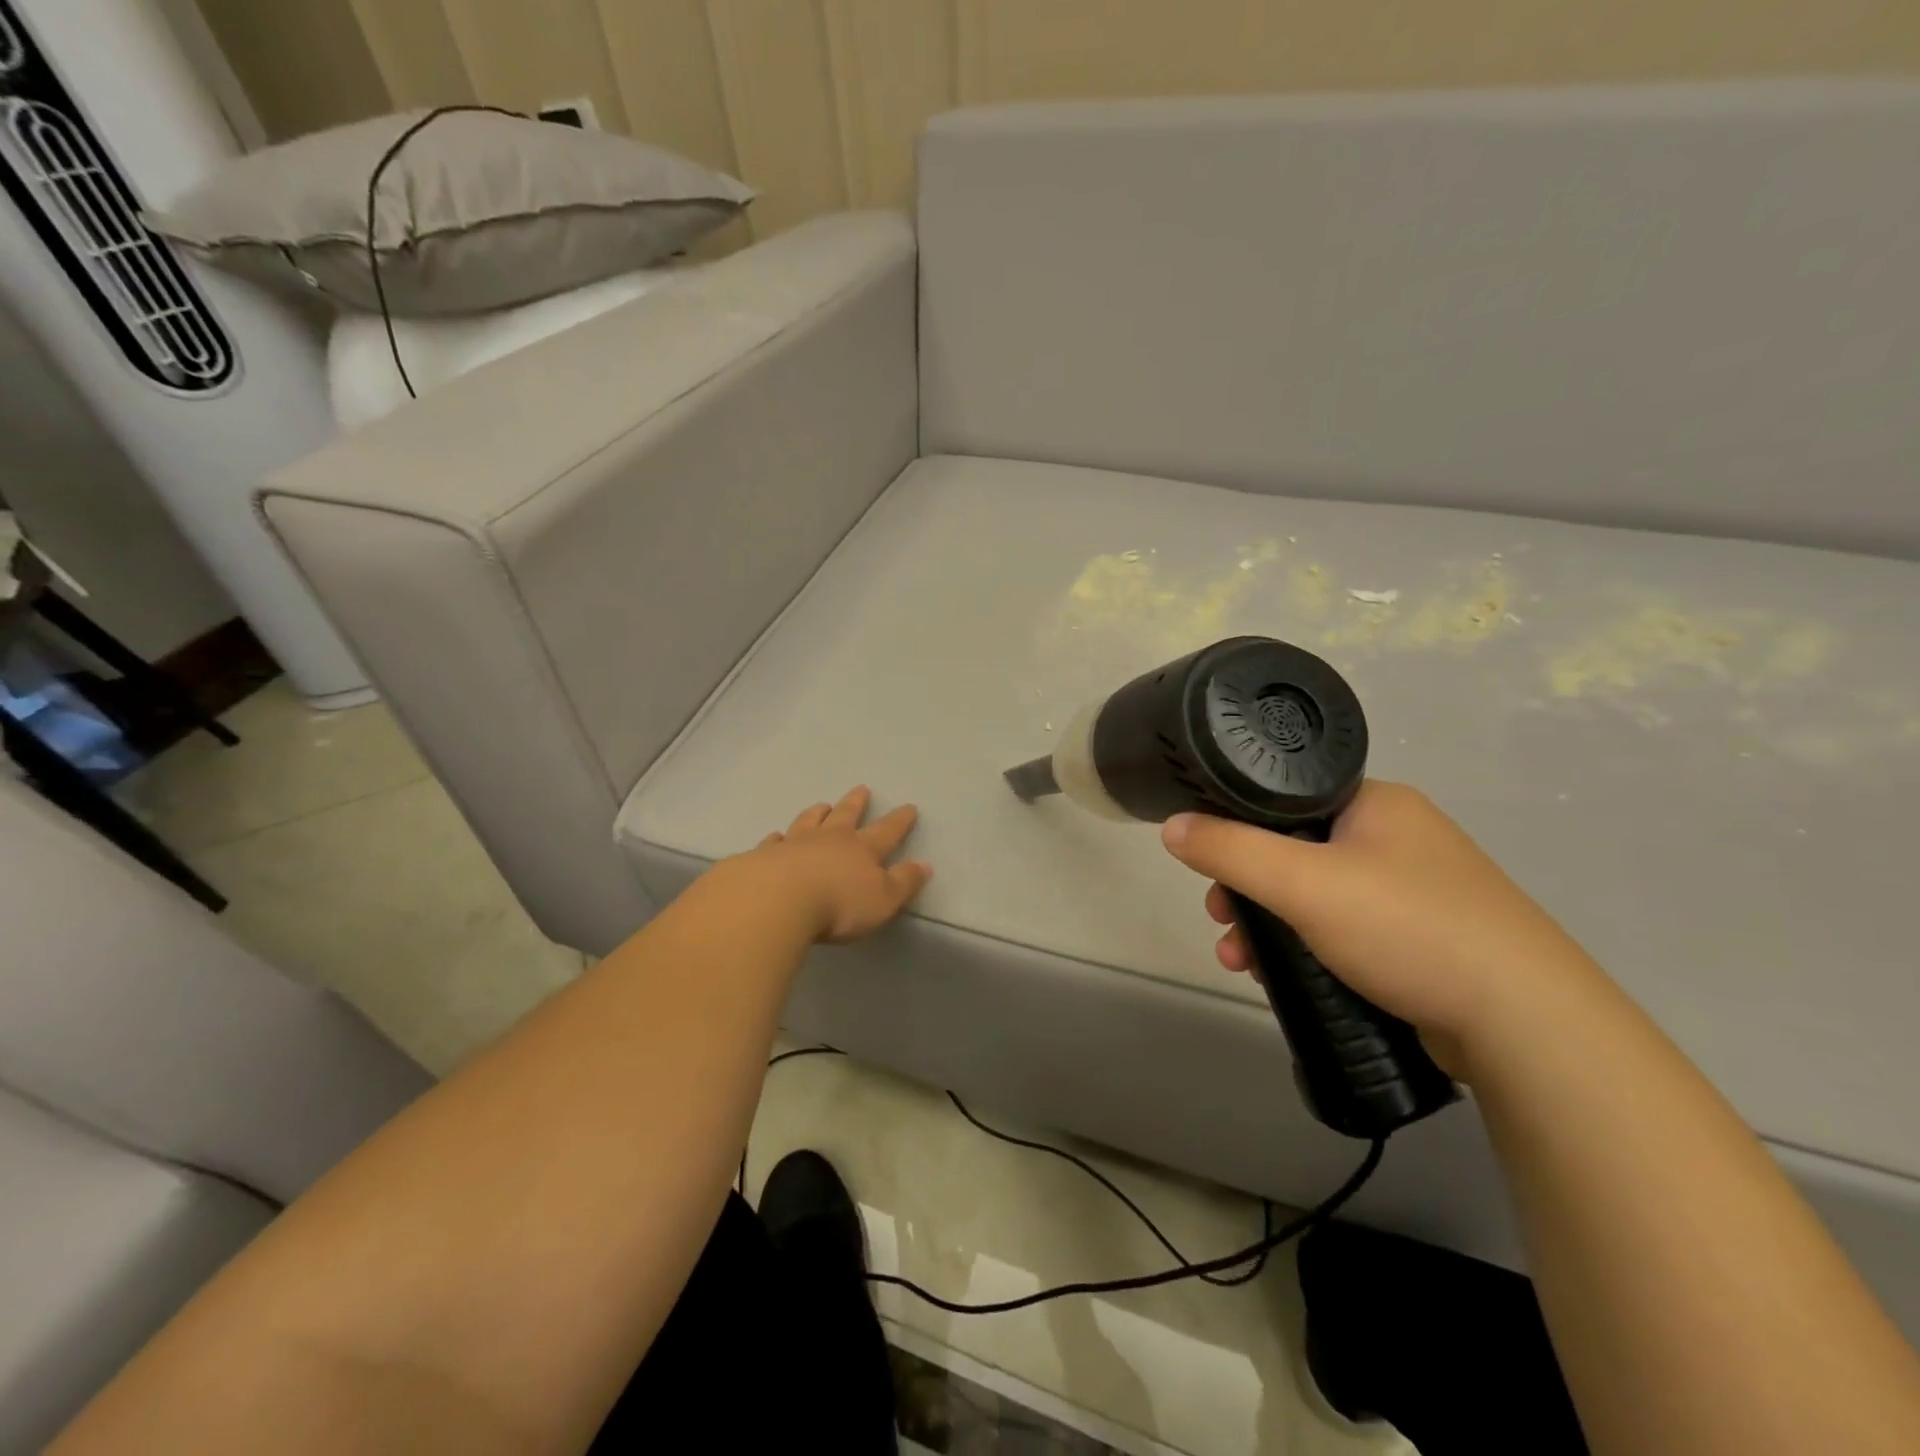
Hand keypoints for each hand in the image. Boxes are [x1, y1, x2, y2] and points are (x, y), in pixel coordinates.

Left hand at [745, 787, 931, 944]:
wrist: (777, 900)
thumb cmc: (838, 904)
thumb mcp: (883, 900)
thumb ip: (904, 882)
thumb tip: (924, 864)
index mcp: (862, 849)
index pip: (887, 831)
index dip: (900, 820)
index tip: (909, 806)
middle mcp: (830, 839)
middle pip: (845, 815)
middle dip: (856, 803)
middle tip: (861, 789)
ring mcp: (795, 844)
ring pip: (809, 821)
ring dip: (817, 812)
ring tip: (821, 804)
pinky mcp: (765, 856)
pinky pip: (773, 842)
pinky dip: (777, 838)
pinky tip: (775, 836)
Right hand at [1161, 779, 1603, 1070]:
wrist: (1526, 1024)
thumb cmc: (1407, 928)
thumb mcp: (1302, 883)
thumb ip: (1230, 850)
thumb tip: (1171, 826)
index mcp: (1376, 803)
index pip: (1285, 797)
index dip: (1237, 829)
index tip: (1209, 869)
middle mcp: (1397, 836)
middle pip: (1294, 850)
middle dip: (1246, 890)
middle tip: (1220, 919)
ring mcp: (1415, 889)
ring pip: (1315, 895)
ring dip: (1269, 925)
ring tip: (1240, 962)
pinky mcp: (1423, 937)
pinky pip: (1344, 929)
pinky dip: (1306, 947)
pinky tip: (1283, 978)